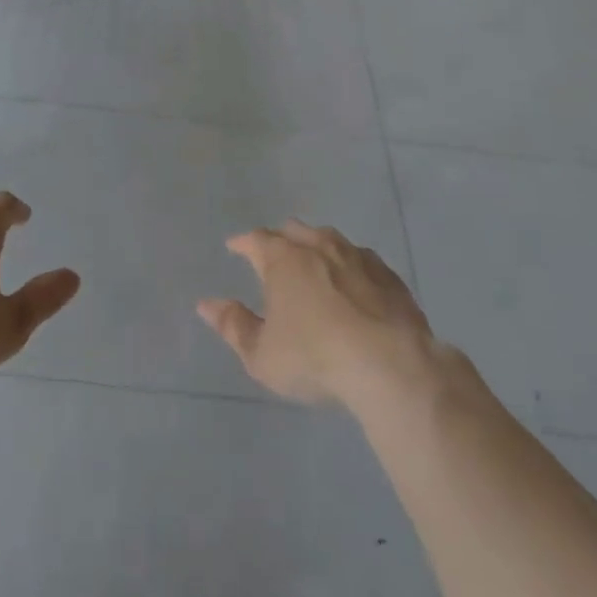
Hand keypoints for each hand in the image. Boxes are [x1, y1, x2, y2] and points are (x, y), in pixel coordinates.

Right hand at [198, 222, 441, 410]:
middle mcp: (318, 245)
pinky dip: (350, 266)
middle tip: (273, 253)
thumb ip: (233, 326)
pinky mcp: (388, 275)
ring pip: (329, 239)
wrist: (390, 365)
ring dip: (316, 247)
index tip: (234, 247)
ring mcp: (357, 256)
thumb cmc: (314, 357)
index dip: (243, 243)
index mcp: (282, 259)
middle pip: (293, 231)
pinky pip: (362, 260)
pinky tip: (354, 282)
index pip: (256, 239)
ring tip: (313, 262)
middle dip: (279, 238)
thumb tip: (206, 305)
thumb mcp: (262, 354)